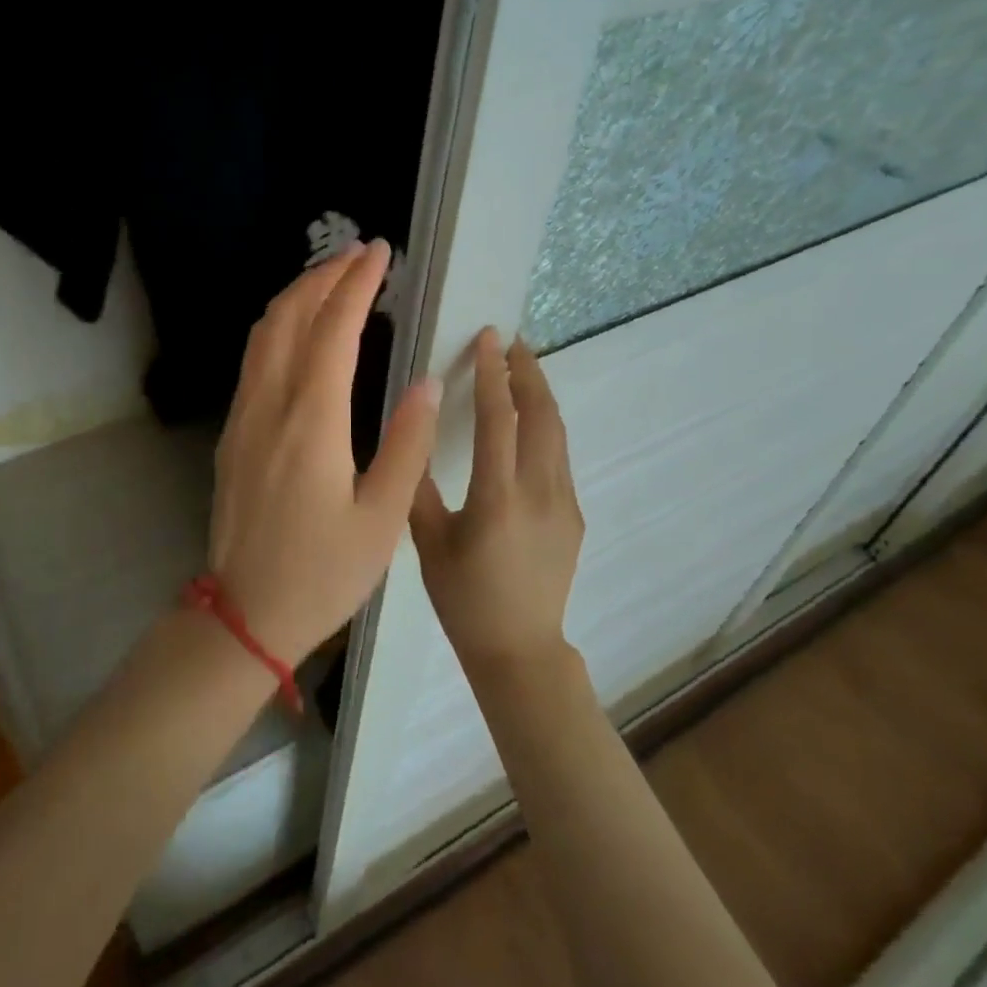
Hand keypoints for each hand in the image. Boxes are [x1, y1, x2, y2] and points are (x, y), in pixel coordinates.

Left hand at [209, 241, 441, 662]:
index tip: (381, 253)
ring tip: (331, 279)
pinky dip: (278, 326)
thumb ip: (407, 445)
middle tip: (359, 254)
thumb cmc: (322, 574)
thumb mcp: (383, 519)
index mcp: (311, 421)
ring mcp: (243, 417)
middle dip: (323, 276)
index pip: (334, 329)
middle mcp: (270, 405)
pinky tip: (299, 332)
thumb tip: (425, 381)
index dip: (357, 284)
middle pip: (289, 316)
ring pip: (263, 333)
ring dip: (296, 297)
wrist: (245, 615)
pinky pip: (253, 359)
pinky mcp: (233, 433)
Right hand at [412, 327, 584, 670]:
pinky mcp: (574, 514)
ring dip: (541, 394)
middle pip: (542, 415)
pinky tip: (527, 422)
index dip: (493, 373)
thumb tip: (413, 435)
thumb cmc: (463, 598)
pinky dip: (544, 425)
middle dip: (528, 371)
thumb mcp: (428, 542)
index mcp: (497, 498)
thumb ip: (418, 486)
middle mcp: (539, 492)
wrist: (519, 649)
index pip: (499, 419)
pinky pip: (558, 456)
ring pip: (557, 432)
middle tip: (511, 341)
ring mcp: (564, 503)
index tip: (488, 338)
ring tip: (522, 368)